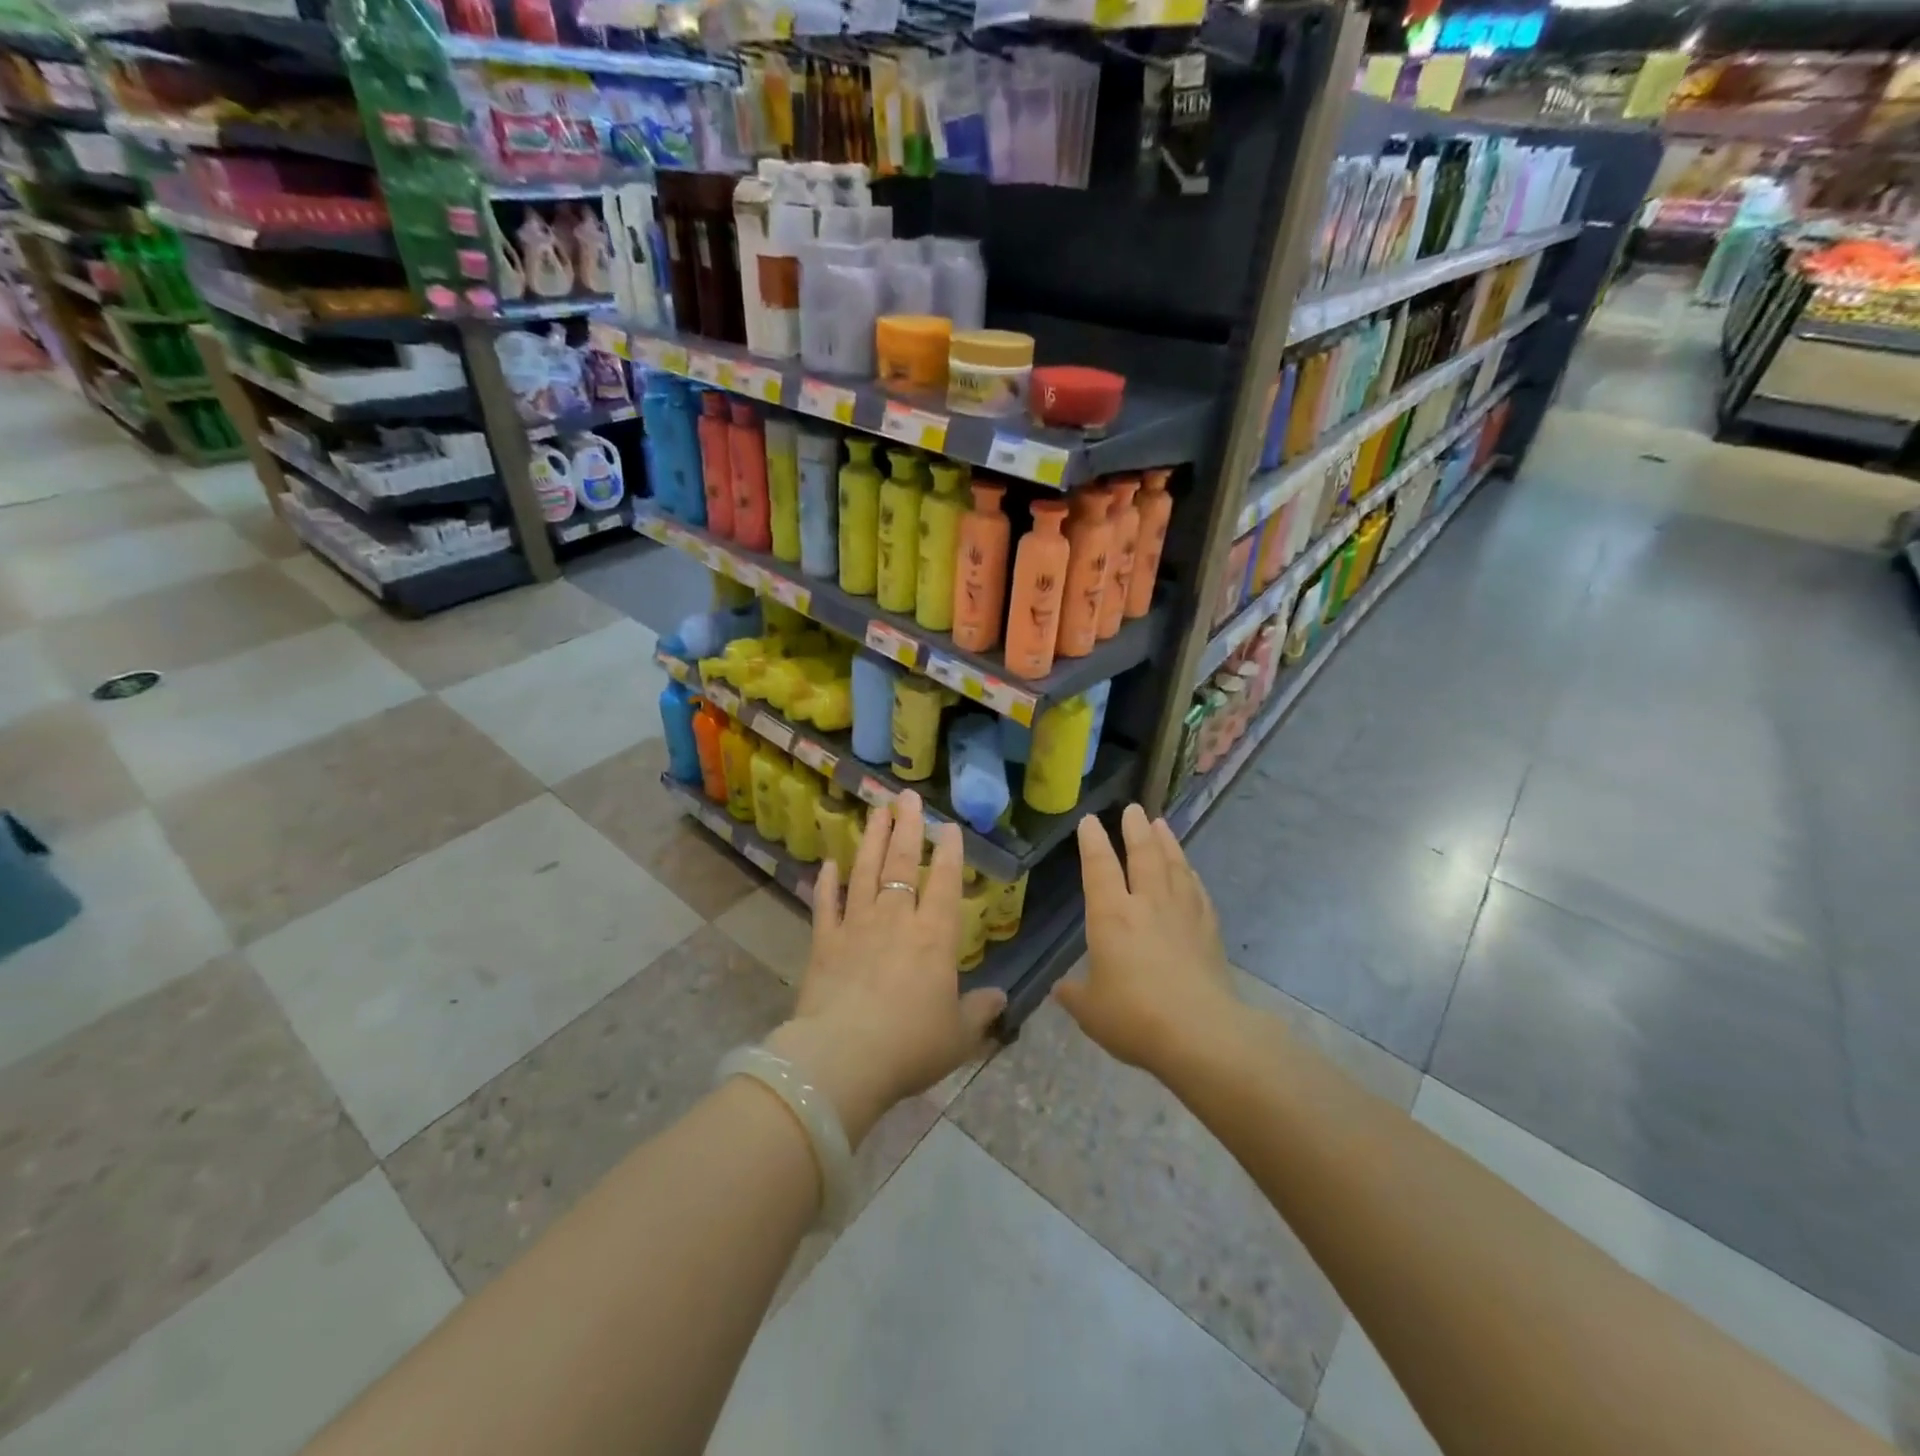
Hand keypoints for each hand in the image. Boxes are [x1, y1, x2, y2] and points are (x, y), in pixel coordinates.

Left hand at [768, 790, 1005, 1145]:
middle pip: (902, 864)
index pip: (944, 883)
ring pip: (865, 872)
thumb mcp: (958, 1036)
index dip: (948, 853)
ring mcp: (856, 926)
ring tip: (876, 810)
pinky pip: (826, 904)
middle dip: (907, 828)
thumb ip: (979, 1011)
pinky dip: (826, 883)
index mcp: (934, 937)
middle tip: (906, 797)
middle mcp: (896, 920)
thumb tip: (1001, 997)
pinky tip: (827, 863)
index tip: (948, 825)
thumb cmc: (910, 1046)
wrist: (843, 1059)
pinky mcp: (824, 942)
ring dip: (871, 839)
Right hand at [1054, 804, 1238, 1073]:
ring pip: (1174, 866)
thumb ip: (1074, 994)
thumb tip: (1062, 988)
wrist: (1200, 1034)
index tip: (1090, 820)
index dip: (1093, 842)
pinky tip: (1190, 871)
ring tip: (1161, 824)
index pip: (1099, 867)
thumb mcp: (1090, 1010)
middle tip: (1134, 809)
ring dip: (1166, 842)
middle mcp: (1147, 904)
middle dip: (1135, 829)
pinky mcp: (1208, 930)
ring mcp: (1182, 914)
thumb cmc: (1134, 1017)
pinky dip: (1191, 874)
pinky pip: (1197, 890)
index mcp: (1111, 916)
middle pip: (1143, 855)